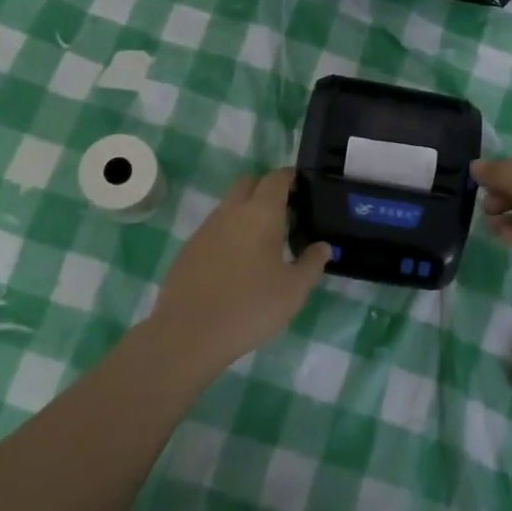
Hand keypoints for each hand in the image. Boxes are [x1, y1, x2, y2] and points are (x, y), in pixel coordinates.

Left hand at [150, 169, 331, 371]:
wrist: (189, 333)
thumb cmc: (251, 306)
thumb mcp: (294, 290)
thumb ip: (312, 263)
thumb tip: (323, 246)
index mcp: (260, 214)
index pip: (276, 179)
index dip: (290, 177)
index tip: (302, 186)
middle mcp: (230, 212)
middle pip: (248, 183)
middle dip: (266, 188)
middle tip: (285, 211)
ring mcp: (205, 230)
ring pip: (229, 206)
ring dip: (246, 212)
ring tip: (263, 241)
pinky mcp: (188, 250)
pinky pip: (214, 230)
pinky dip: (228, 234)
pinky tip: (236, 263)